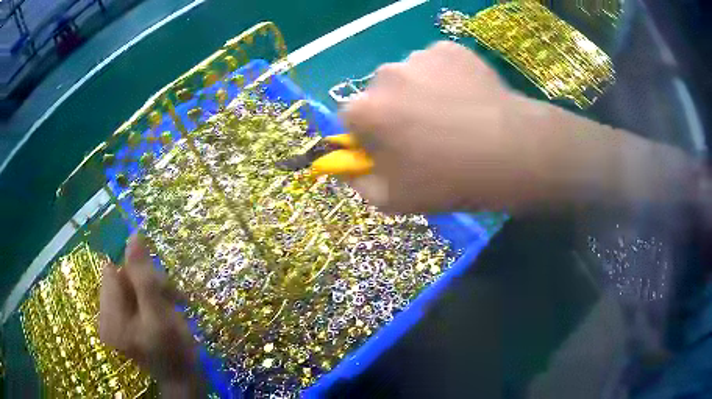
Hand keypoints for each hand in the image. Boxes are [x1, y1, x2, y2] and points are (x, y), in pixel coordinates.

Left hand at [99, 235, 202, 396]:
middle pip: (120, 279)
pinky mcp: (123, 325)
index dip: (138, 273)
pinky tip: (164, 313)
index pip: (114, 272)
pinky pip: (132, 300)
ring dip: (152, 292)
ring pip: (129, 288)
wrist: (183, 380)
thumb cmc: (174, 351)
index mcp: (109, 315)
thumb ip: (144, 276)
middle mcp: (105, 317)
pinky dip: (150, 301)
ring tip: (171, 309)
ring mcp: (113, 322)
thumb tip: (133, 236)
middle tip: (171, 300)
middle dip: (147, 283)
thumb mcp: (160, 313)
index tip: (160, 289)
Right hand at [341, 41, 549, 212]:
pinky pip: (436, 64)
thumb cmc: (448, 181)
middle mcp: (384, 75)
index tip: (392, 148)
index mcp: (365, 110)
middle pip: (379, 94)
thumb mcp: (393, 200)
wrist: (510, 154)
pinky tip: (466, 99)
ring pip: (409, 76)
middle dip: (394, 111)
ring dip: (420, 92)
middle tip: (427, 134)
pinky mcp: (449, 49)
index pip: (351, 119)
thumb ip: (358, 182)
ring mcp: (419, 57)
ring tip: (453, 116)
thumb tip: (344, 165)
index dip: (369, 135)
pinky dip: (445, 78)